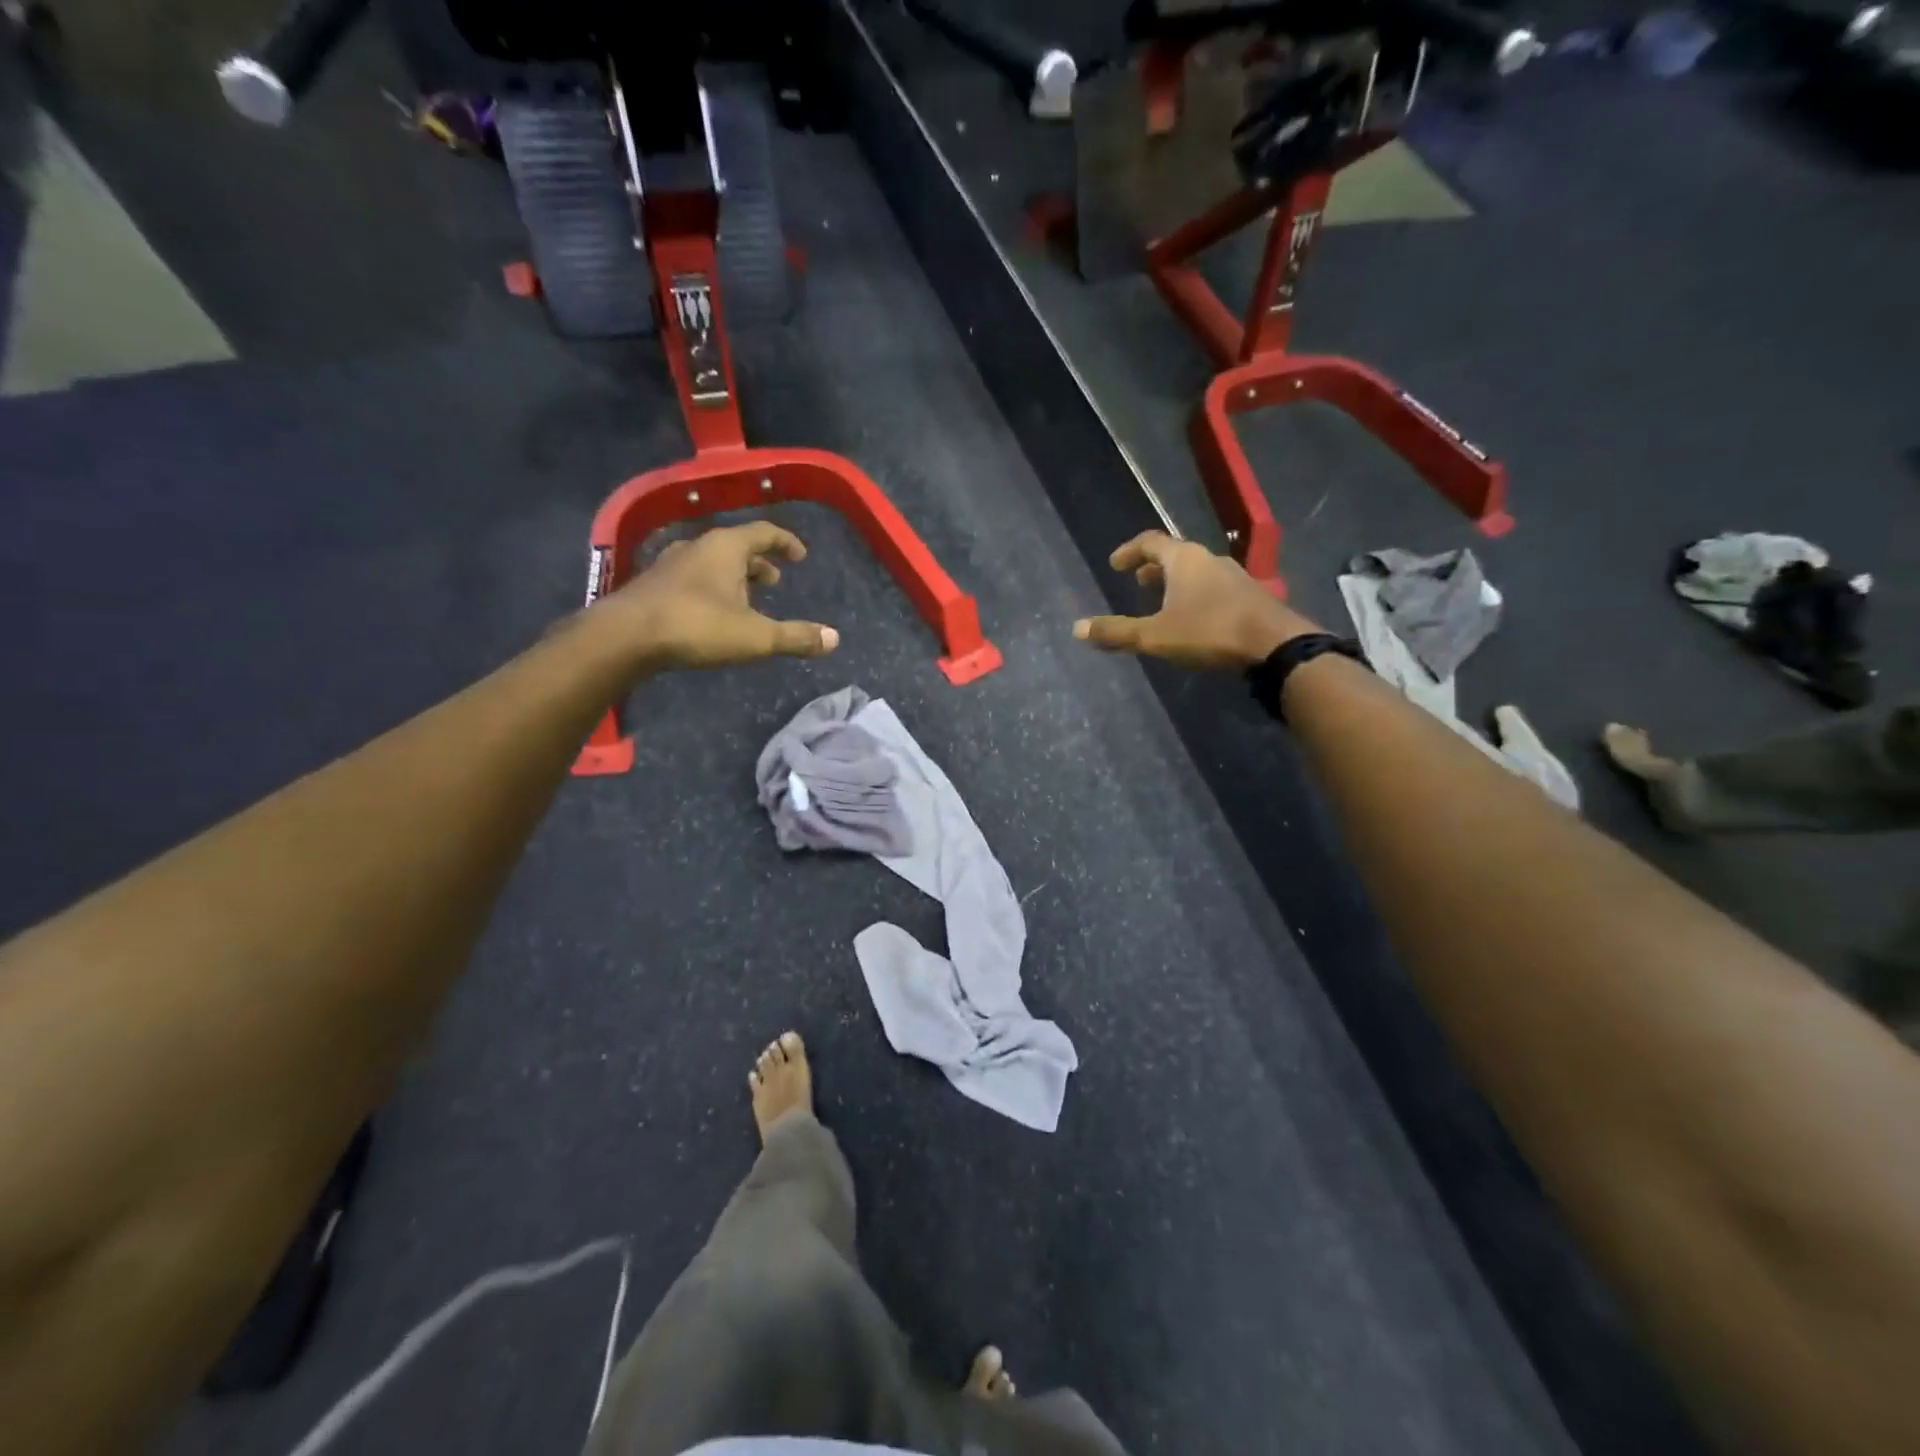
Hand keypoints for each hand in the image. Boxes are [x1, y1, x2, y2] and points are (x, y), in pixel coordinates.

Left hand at [595, 521, 839, 669]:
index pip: (764, 532)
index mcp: (726, 547)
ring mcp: (671, 564)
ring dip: (734, 576)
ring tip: (747, 597)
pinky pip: (692, 577)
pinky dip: (711, 587)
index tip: (800, 556)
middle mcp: (698, 547)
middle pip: (736, 546)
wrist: (625, 637)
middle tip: (776, 580)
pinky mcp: (653, 585)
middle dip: (759, 562)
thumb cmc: (697, 626)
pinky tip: (712, 611)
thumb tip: (834, 639)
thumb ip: (795, 636)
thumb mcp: (756, 636)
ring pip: (712, 562)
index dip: (786, 542)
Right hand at [1073, 531, 1318, 669]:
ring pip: (1196, 571)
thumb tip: (1077, 629)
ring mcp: (1233, 575)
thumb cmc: (1209, 631)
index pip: (1150, 541)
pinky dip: (1195, 594)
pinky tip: (1194, 618)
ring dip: (1175, 582)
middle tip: (1137, 581)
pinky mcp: (1249, 595)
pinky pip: (1213, 586)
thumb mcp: (1155, 635)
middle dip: (1153, 567)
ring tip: (1162, 601)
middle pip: (1175, 555)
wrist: (1274, 644)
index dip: (1129, 551)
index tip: (1115, 564)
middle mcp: (1208, 559)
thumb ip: (1117, 632)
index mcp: (1183, 559)